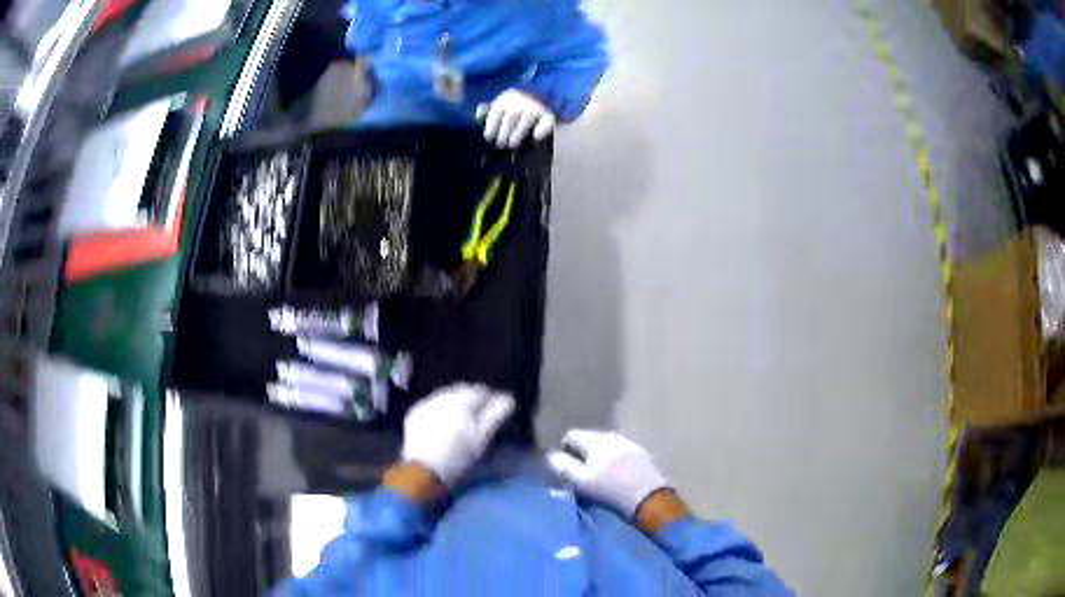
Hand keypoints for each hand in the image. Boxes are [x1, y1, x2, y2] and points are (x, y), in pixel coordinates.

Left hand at [401, 384, 514, 486]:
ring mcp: (425, 404)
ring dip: (456, 402)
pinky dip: (440, 409)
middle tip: (480, 415)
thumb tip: (508, 398)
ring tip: (462, 419)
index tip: (497, 410)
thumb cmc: (458, 456)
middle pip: (462, 390)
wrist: (423, 471)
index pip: (481, 390)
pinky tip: (442, 423)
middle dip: (473, 398)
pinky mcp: (414, 414)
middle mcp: (441, 396)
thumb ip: (495, 414)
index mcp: (460, 400)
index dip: (492, 398)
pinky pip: (431, 405)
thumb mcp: (481, 438)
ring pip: (446, 396)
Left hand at [477, 89, 556, 148]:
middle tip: (500, 145)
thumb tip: (478, 114)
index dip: (490, 127)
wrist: (544, 88)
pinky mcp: (549, 114)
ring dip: (517, 135)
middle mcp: (521, 101)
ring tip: (512, 144)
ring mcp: (535, 107)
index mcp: (507, 97)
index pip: (496, 113)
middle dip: (503, 133)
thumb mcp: (503, 100)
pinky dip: (540, 131)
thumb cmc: (518, 100)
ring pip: (525, 123)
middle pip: (509, 120)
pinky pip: (544, 124)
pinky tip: (534, 137)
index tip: (488, 138)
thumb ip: (490, 108)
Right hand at [547, 429, 670, 517]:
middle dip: (582, 455)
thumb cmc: (610, 491)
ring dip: (600, 459)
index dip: (563, 451)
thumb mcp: (579, 482)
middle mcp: (613, 435)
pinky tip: (617, 479)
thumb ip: (561, 466)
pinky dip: (615, 463)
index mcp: (595, 440)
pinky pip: (621, 454)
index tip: (565, 470)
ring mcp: (630, 444)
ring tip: (599, 479)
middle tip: (581, 476)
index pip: (570, 435)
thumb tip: (549, 455)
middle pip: (589, 440)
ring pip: (606, 447)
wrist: (650, 500)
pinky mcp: (643, 456)